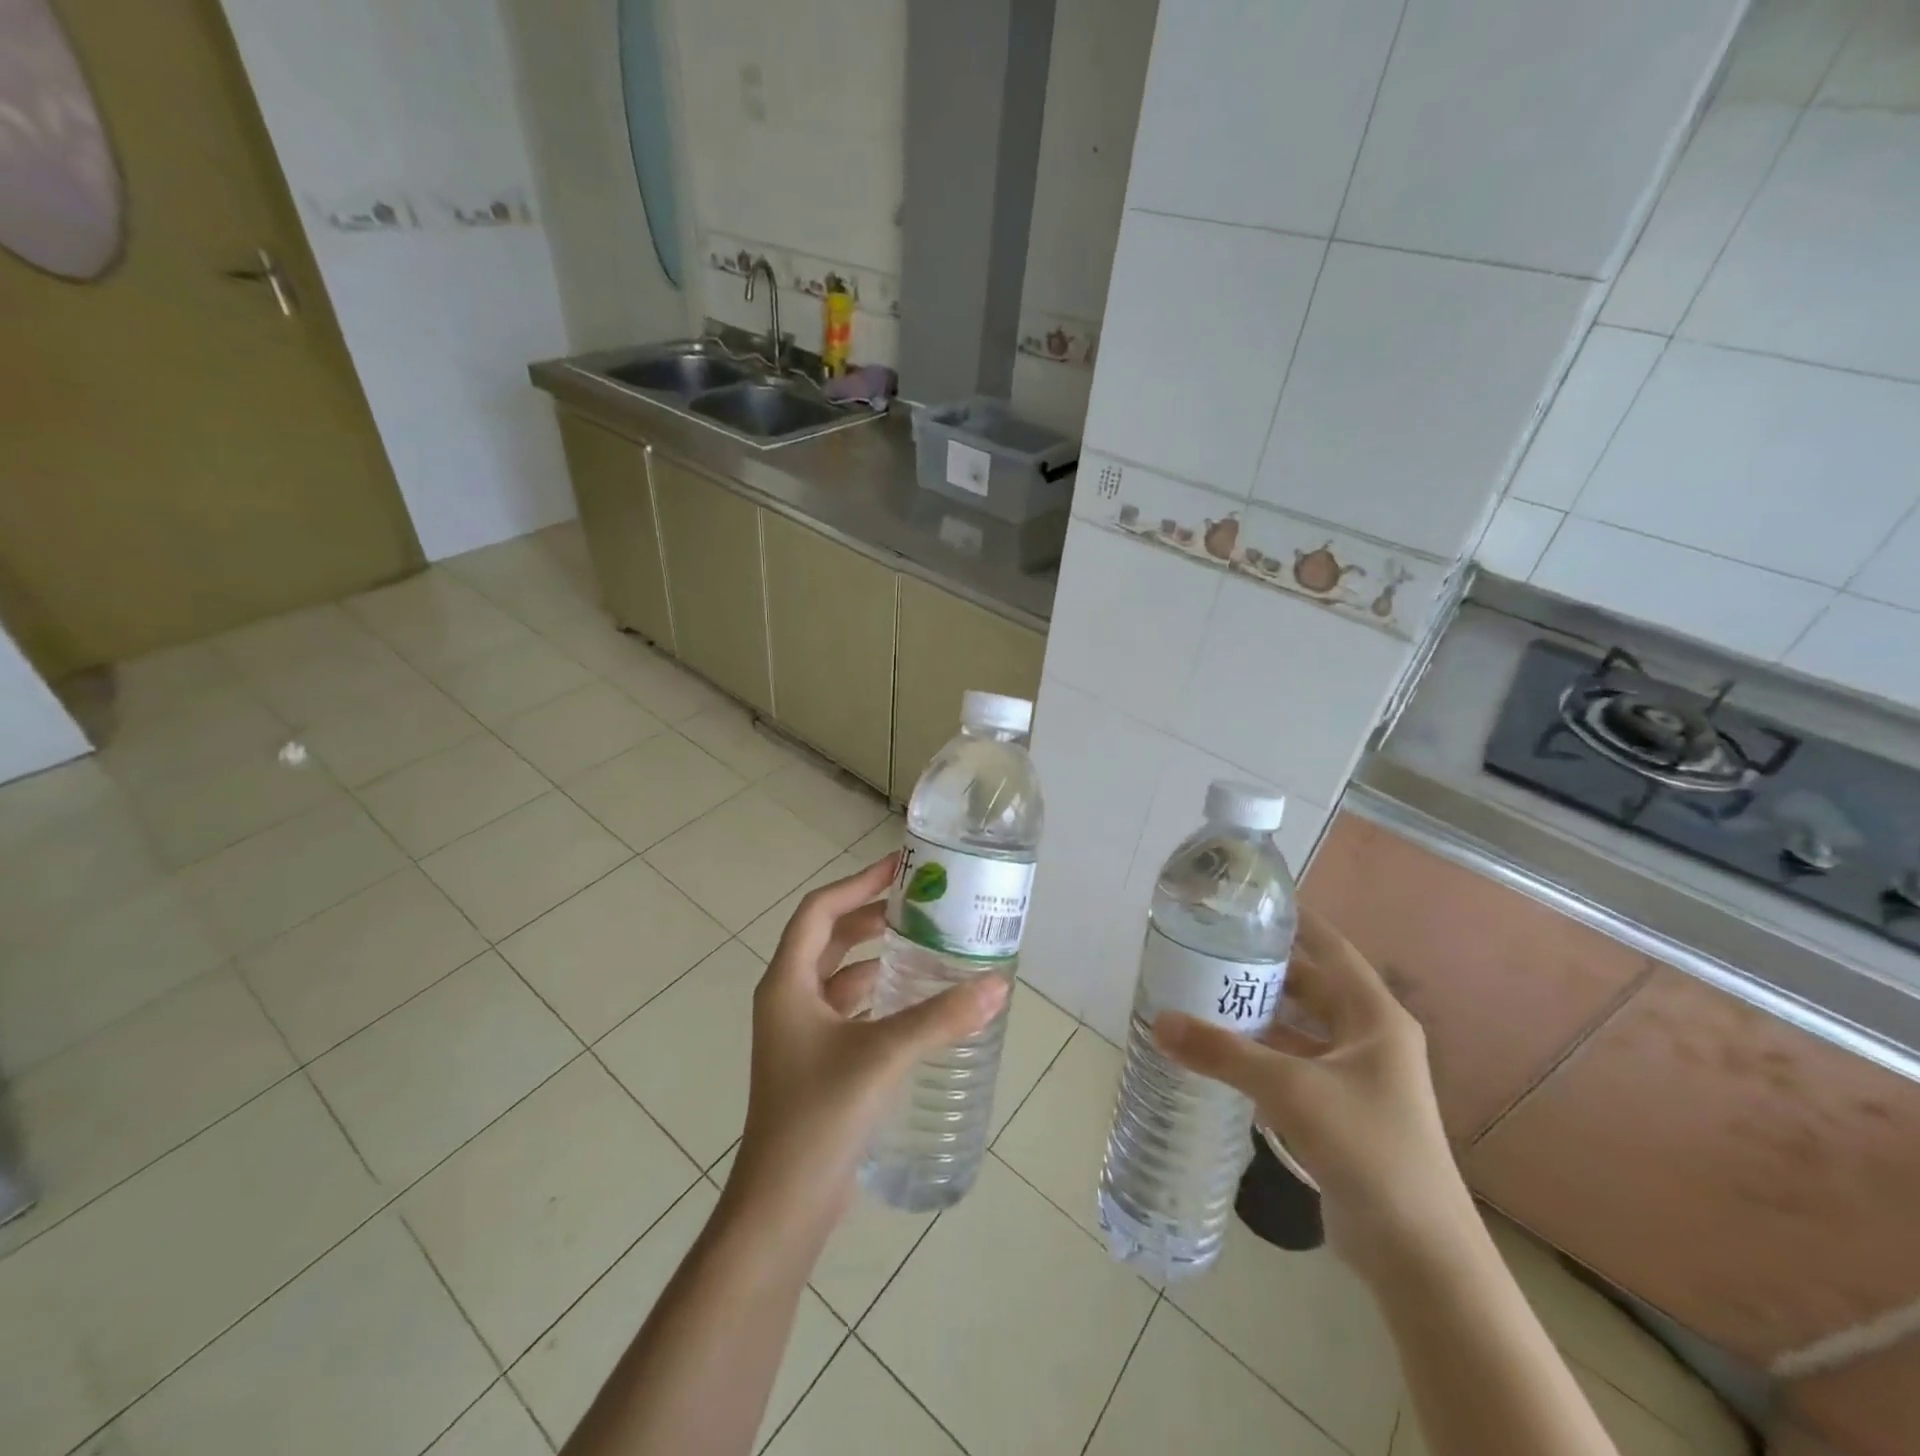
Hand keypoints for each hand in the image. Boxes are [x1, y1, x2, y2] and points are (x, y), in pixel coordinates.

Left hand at [723, 854, 1008, 1242]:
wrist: (783, 1206)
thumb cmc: (820, 1116)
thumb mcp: (883, 1056)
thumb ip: (941, 1018)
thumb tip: (998, 985)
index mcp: (787, 983)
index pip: (820, 910)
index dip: (858, 883)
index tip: (900, 868)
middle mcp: (788, 999)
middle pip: (831, 938)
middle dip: (873, 916)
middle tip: (923, 906)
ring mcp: (800, 1033)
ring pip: (841, 976)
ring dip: (878, 957)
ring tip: (927, 946)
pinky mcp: (817, 1062)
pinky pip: (849, 1009)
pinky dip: (878, 995)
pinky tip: (916, 1002)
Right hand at [1153, 907, 1475, 1282]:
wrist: (1419, 1256)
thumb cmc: (1367, 1149)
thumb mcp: (1290, 1091)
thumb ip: (1223, 1053)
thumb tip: (1158, 1021)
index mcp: (1374, 1017)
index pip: (1330, 947)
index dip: (1293, 920)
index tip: (1248, 901)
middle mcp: (1369, 1038)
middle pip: (1309, 987)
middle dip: (1261, 969)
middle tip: (1207, 950)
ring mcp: (1357, 1077)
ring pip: (1299, 1029)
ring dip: (1258, 1015)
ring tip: (1203, 995)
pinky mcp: (1342, 1111)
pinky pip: (1294, 1065)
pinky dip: (1262, 1056)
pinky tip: (1222, 1054)